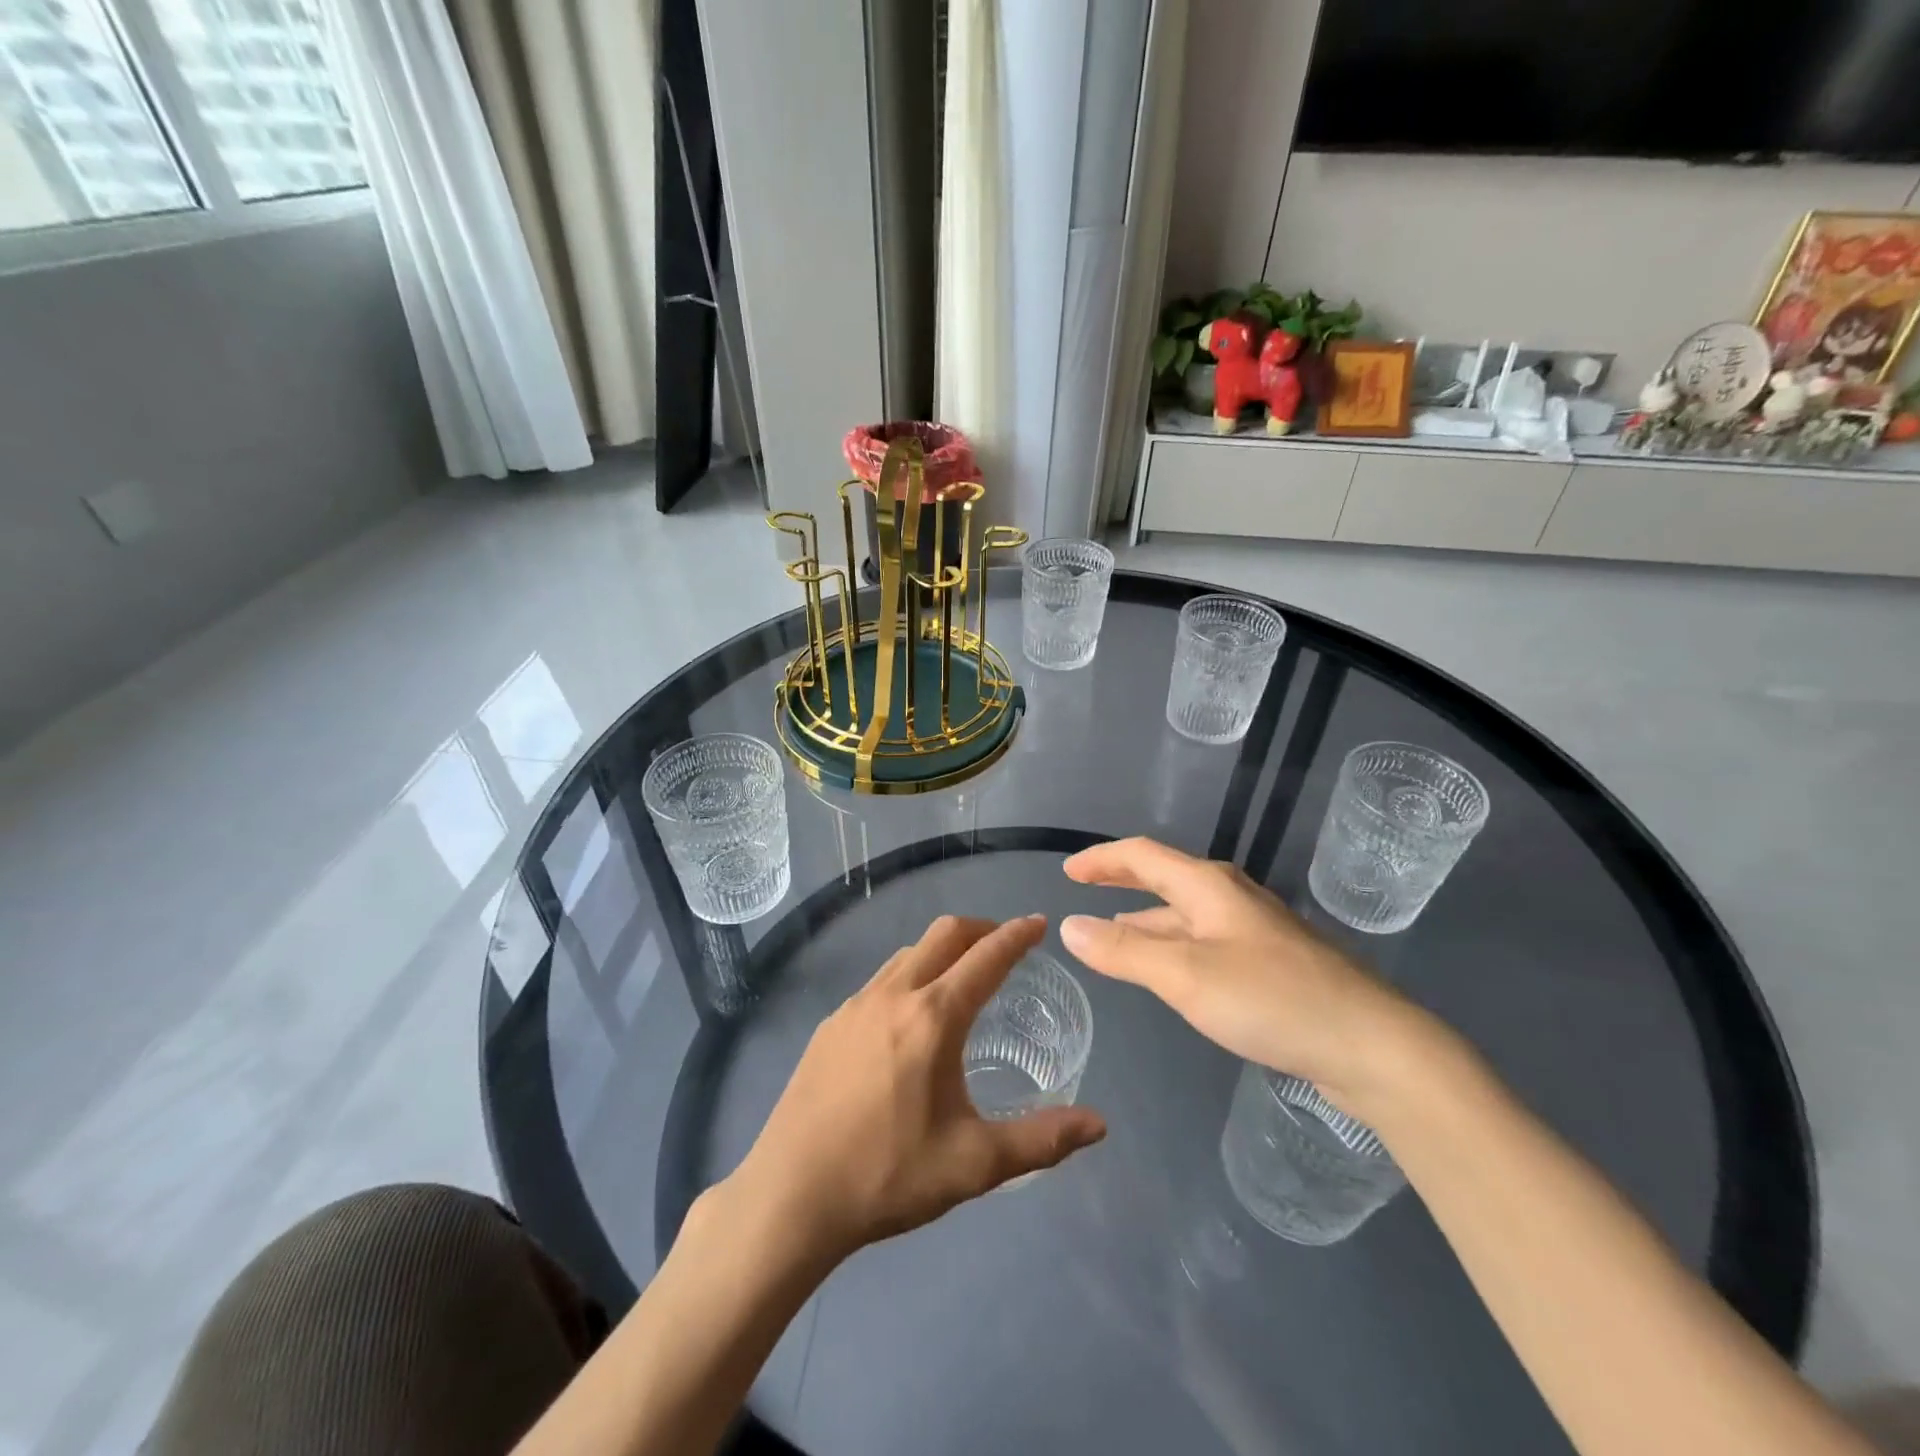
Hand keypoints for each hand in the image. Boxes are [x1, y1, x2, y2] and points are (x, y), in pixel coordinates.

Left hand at [729, 915, 1106, 1266]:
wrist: (790, 1195)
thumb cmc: (888, 1176)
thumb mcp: (974, 1164)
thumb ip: (1041, 1139)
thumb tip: (1098, 1124)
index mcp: (933, 1017)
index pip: (986, 957)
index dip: (1017, 935)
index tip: (1038, 922)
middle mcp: (894, 995)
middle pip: (944, 934)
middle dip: (981, 928)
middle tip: (1005, 944)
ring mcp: (855, 1005)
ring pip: (908, 953)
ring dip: (942, 951)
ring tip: (961, 977)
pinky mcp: (830, 1024)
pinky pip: (880, 980)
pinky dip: (909, 976)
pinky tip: (909, 1018)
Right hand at [1060, 837, 1440, 1116]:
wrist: (1372, 1045)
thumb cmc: (1270, 999)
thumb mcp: (1183, 974)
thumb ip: (1123, 951)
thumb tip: (1069, 925)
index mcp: (1208, 886)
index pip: (1142, 856)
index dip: (1102, 859)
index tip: (1068, 871)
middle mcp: (1231, 898)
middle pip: (1165, 879)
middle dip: (1122, 882)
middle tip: (1085, 890)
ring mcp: (1255, 931)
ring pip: (1186, 915)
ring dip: (1146, 919)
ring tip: (1113, 933)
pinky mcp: (1272, 964)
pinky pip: (1205, 942)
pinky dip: (1173, 946)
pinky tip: (1170, 970)